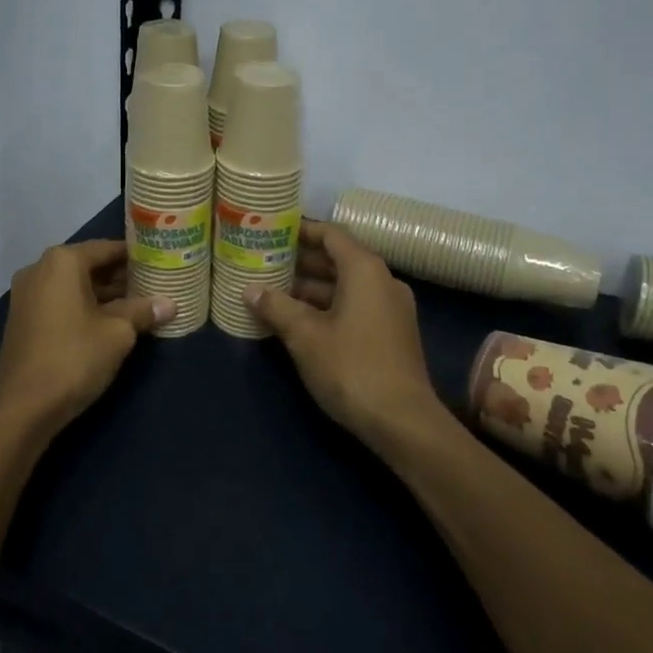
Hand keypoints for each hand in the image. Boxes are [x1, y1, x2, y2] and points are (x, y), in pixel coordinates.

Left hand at [0, 241, 172, 442]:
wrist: (22, 406)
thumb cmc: (74, 357)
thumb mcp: (118, 333)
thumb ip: (143, 311)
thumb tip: (170, 304)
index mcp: (62, 261)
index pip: (106, 248)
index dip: (135, 256)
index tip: (159, 263)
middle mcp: (39, 269)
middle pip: (88, 265)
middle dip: (120, 277)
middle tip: (153, 286)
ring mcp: (27, 294)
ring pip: (74, 285)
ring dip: (103, 295)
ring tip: (138, 306)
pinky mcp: (23, 318)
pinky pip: (60, 302)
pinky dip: (83, 307)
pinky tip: (108, 324)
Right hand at [247, 222, 445, 451]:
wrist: (402, 422)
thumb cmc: (351, 366)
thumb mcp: (305, 335)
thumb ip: (276, 306)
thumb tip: (250, 290)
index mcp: (365, 270)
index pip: (331, 235)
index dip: (302, 230)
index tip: (273, 231)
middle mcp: (383, 281)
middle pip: (338, 259)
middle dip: (301, 261)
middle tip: (265, 262)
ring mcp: (391, 310)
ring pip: (345, 286)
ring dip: (311, 288)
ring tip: (273, 292)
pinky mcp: (391, 335)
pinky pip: (355, 307)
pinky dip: (327, 307)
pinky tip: (298, 321)